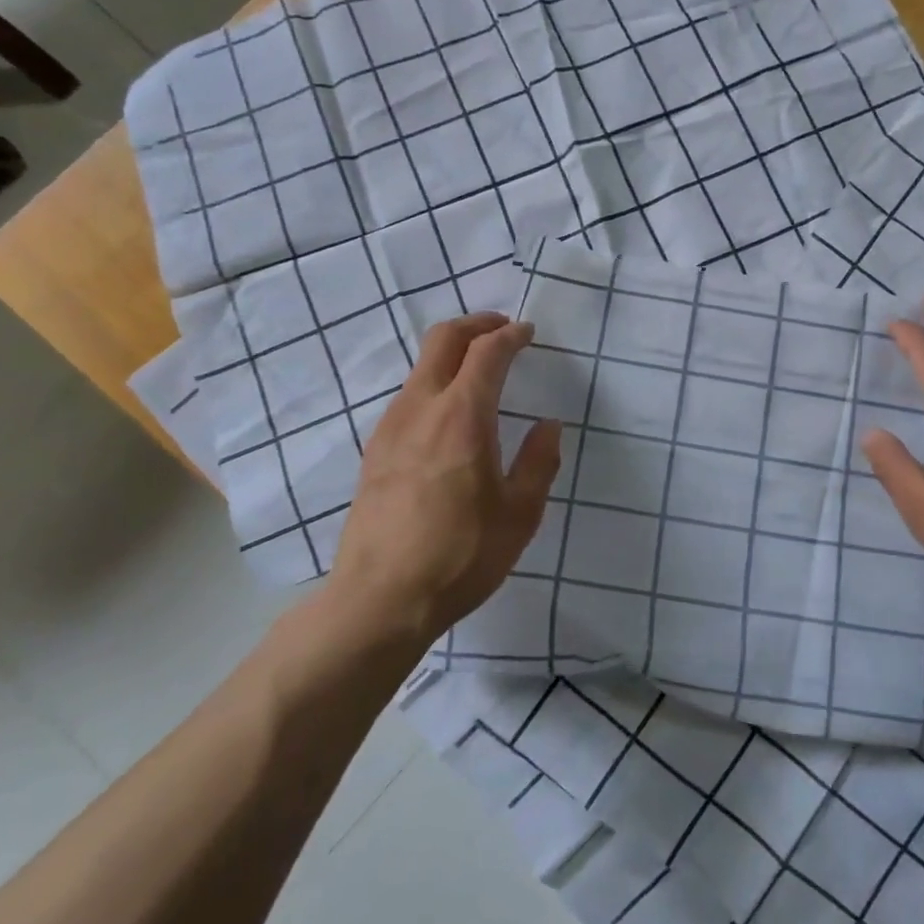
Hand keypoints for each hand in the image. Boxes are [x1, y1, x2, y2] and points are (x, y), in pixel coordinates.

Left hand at [328, 312, 562, 647]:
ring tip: (481, 370)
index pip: (487, 352)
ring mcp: (391, 427)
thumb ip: (539, 462)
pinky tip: (450, 413)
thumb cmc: (460, 555)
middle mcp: (421, 409)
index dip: (512, 335)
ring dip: (453, 353)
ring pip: (421, 366)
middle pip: (443, 339)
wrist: (379, 599)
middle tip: (503, 329)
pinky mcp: (375, 450)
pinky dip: (434, 381)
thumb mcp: (519, 514)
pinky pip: (408, 395)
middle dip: (476, 324)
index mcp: (463, 417)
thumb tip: (548, 425)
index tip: (529, 333)